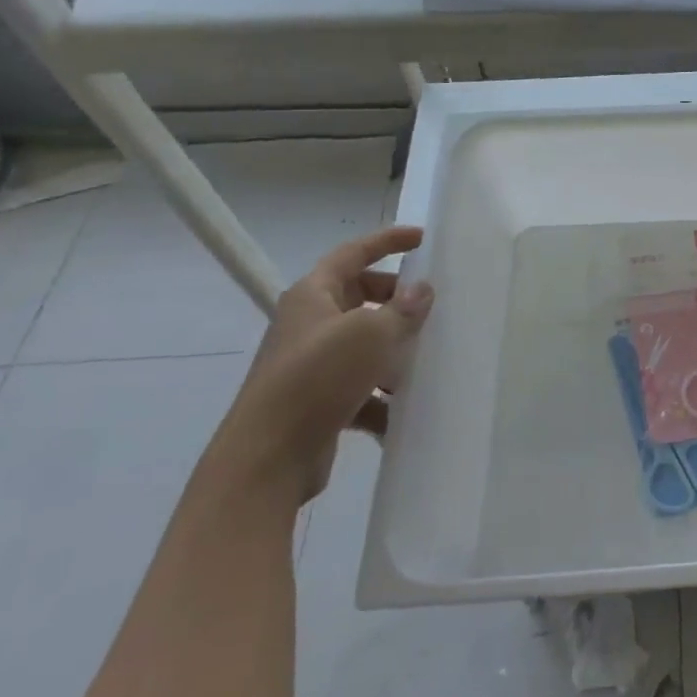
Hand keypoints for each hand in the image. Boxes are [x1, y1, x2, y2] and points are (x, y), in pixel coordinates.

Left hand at [199, 226, 432, 508]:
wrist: (267, 457)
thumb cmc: (317, 378)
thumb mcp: (370, 334)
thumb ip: (402, 309)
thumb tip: (422, 290)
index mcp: (313, 295)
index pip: (353, 254)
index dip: (387, 241)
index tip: (422, 238)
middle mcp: (309, 324)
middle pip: (360, 297)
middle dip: (396, 300)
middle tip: (430, 305)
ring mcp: (312, 364)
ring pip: (363, 344)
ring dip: (395, 351)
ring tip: (427, 360)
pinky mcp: (318, 401)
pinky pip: (360, 387)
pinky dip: (382, 396)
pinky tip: (405, 411)